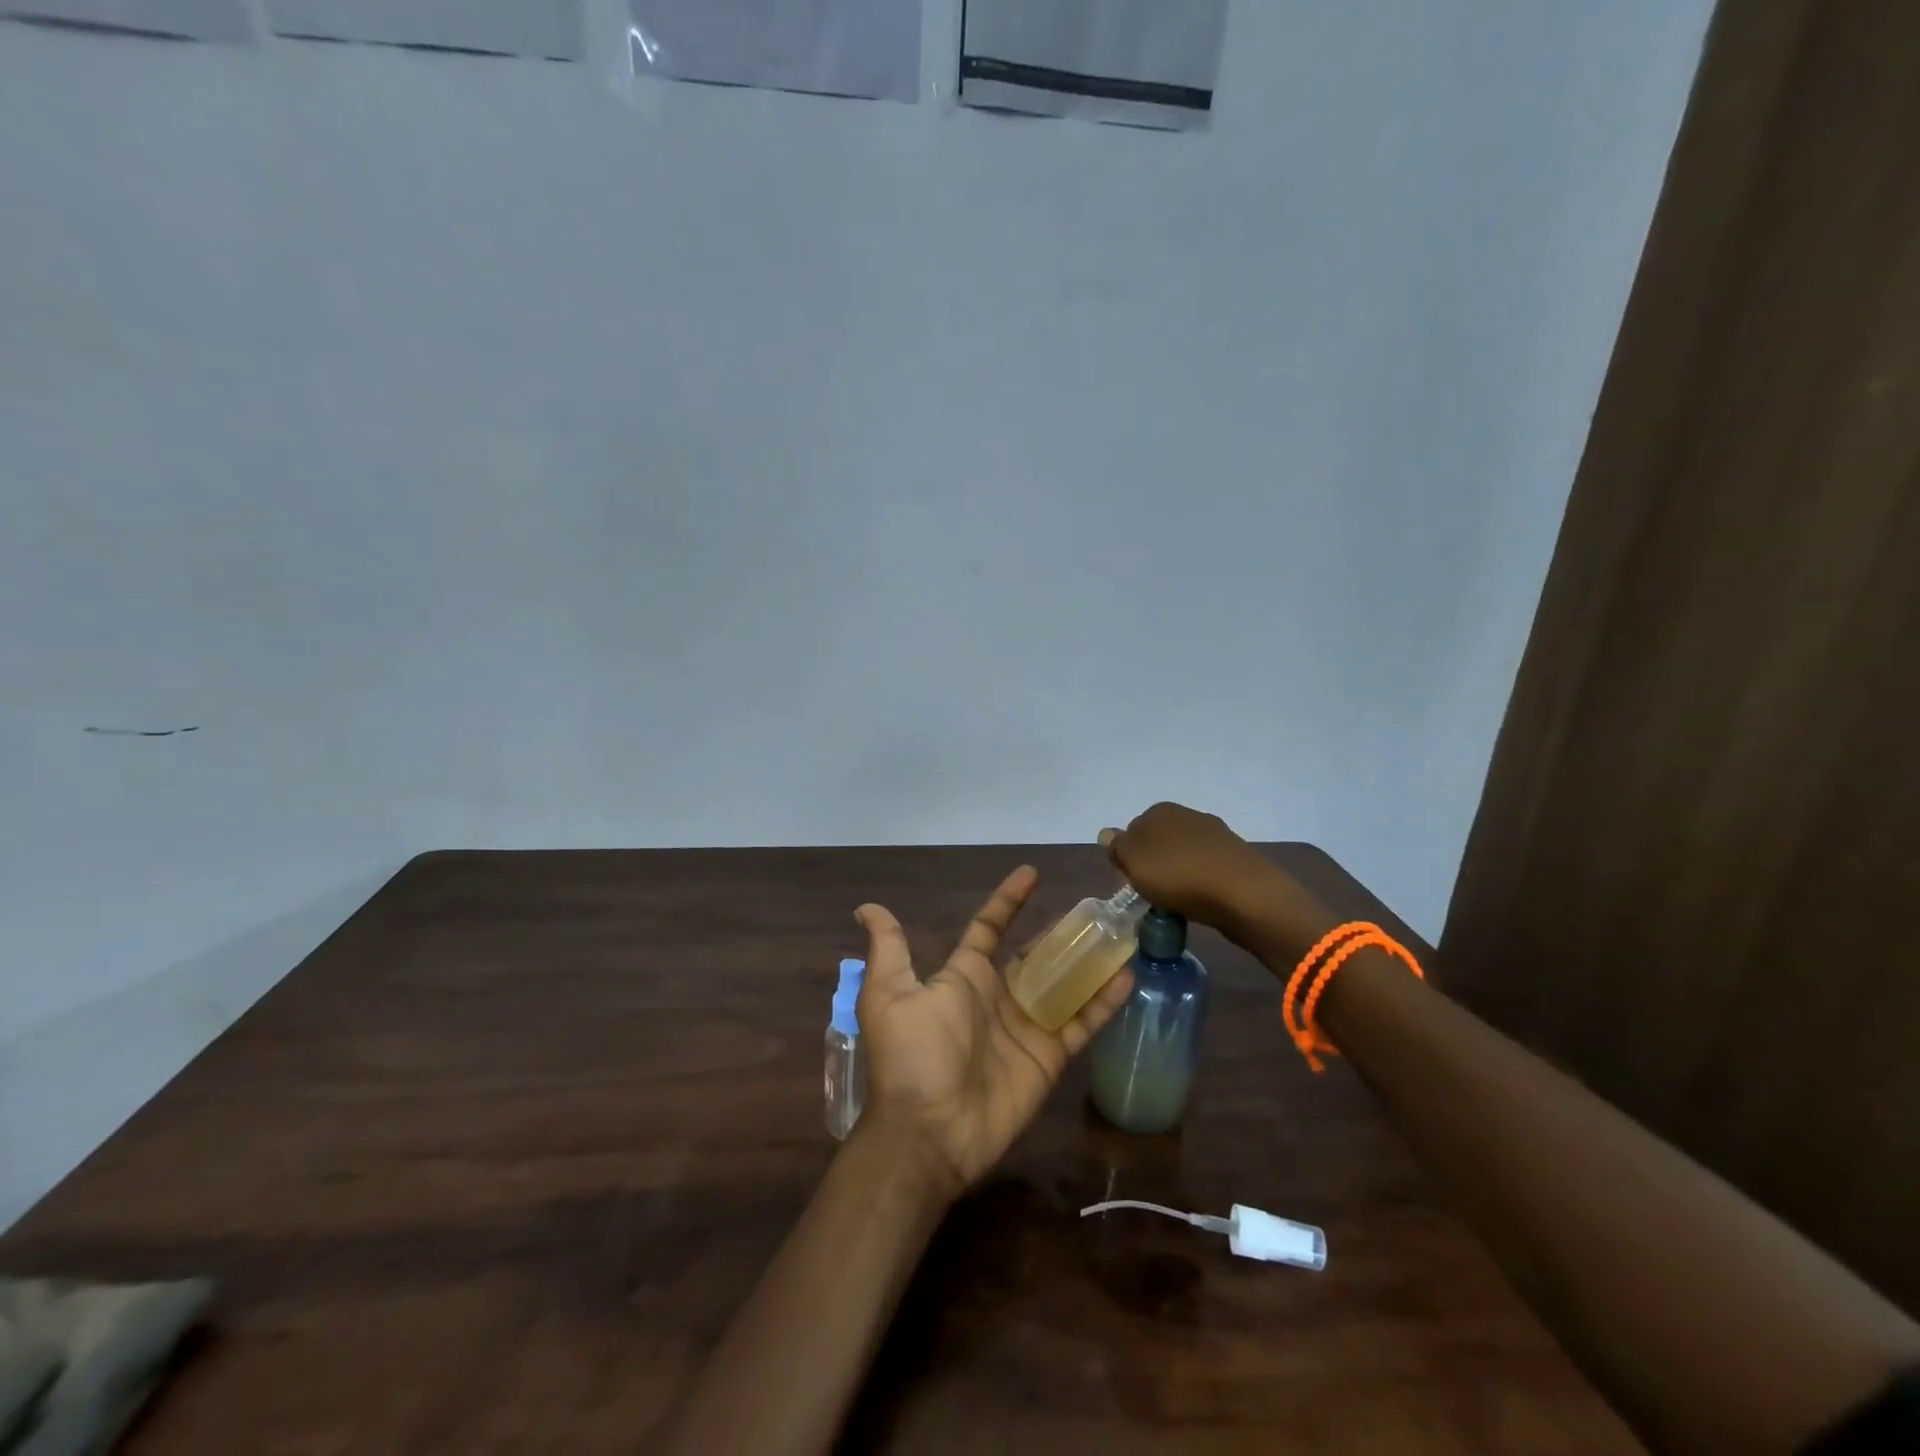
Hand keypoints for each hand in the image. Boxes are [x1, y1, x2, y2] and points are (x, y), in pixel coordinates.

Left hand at [853, 865, 1132, 1194]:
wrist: (930, 1131)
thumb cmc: (911, 1055)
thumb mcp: (891, 994)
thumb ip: (889, 949)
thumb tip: (866, 907)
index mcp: (964, 976)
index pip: (990, 927)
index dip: (1008, 901)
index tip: (1031, 873)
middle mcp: (997, 995)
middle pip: (1035, 954)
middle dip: (1059, 932)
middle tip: (1093, 909)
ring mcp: (1026, 1026)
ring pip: (1063, 983)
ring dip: (1087, 961)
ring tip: (1118, 934)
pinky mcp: (1048, 1056)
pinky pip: (1081, 1022)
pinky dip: (1103, 1001)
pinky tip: (1127, 976)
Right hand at [1101, 802, 1333, 958]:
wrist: (1244, 894)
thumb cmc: (1179, 875)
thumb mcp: (1134, 862)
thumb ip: (1117, 847)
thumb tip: (1106, 833)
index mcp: (1160, 810)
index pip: (1132, 831)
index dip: (1128, 858)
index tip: (1131, 883)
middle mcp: (1188, 814)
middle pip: (1158, 842)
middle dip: (1153, 865)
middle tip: (1151, 894)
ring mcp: (1215, 834)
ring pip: (1183, 855)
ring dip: (1177, 875)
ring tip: (1176, 903)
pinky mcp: (1235, 857)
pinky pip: (1206, 869)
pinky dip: (1199, 883)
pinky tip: (1200, 901)